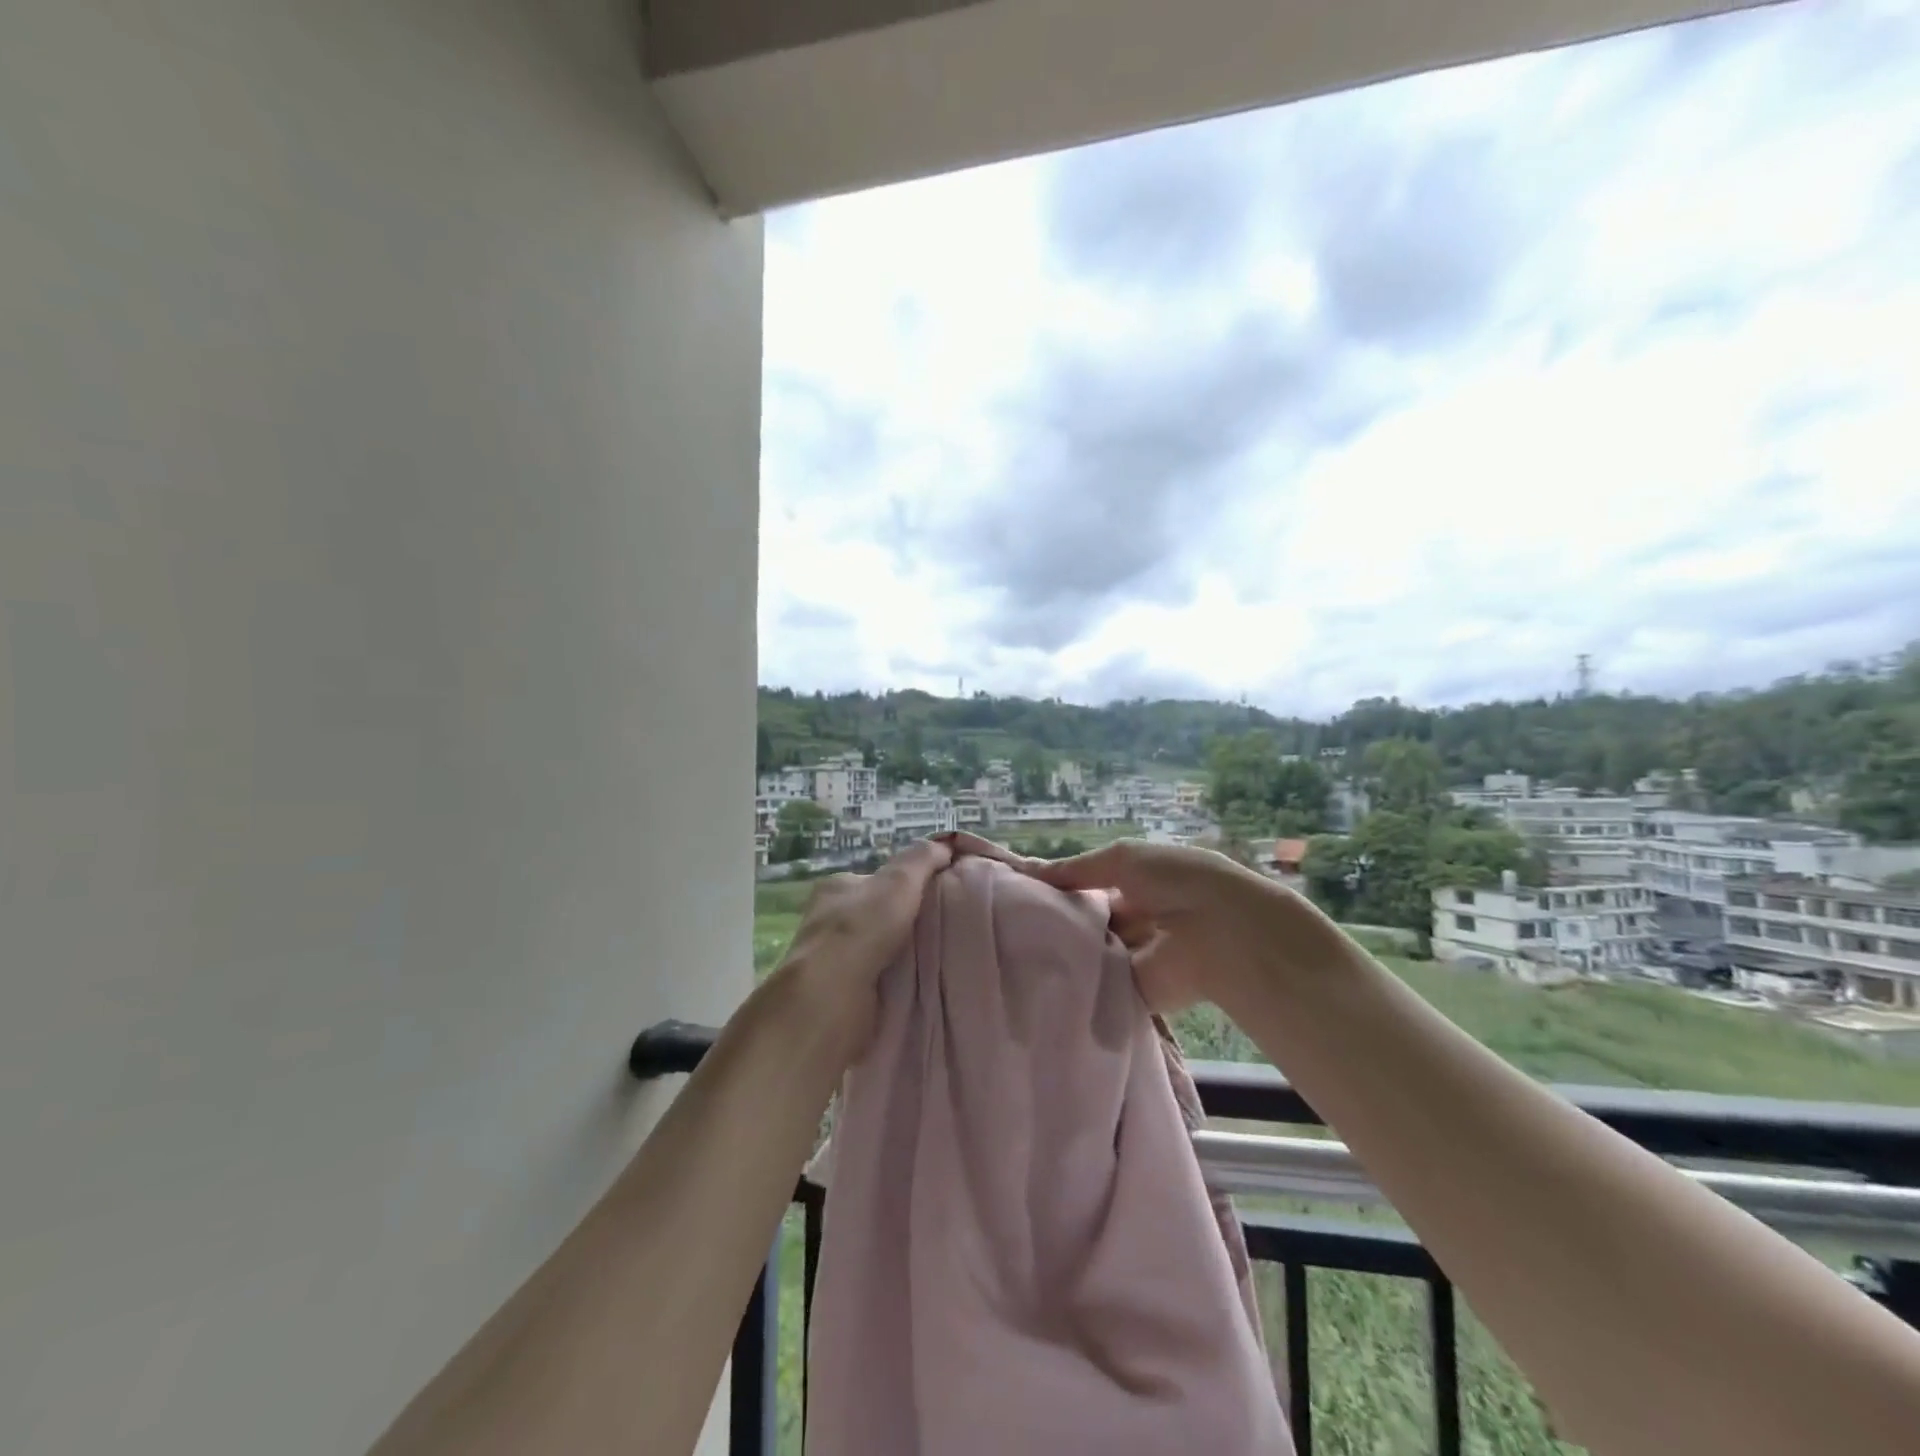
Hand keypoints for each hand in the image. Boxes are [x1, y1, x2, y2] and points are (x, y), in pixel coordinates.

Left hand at [776, 837, 952, 1057]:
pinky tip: (920, 986)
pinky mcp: (839, 993)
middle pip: (877, 916)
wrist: (831, 996)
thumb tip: (945, 847)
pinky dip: (895, 983)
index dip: (905, 885)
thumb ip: (922, 859)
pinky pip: (876, 980)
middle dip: (905, 922)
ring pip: (877, 950)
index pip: (875, 880)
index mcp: (836, 888)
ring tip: (940, 959)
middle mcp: (828, 921)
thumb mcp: (899, 881)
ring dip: (902, 956)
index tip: (935, 895)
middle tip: (944, 928)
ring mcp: (831, 959)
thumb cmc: (862, 928)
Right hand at [1025, 840, 1301, 1013]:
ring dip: (1063, 948)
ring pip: (1088, 951)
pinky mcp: (1133, 990)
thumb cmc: (1176, 881)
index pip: (1089, 885)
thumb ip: (1074, 869)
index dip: (1059, 887)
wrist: (1223, 933)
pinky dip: (1074, 979)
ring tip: (1014, 946)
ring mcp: (1134, 955)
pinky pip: (1098, 983)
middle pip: (1087, 919)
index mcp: (1137, 882)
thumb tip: (1024, 870)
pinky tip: (1036, 973)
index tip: (1018, 892)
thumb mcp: (1121, 859)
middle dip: (1056, 919)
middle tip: (1009, 921)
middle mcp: (1135, 917)